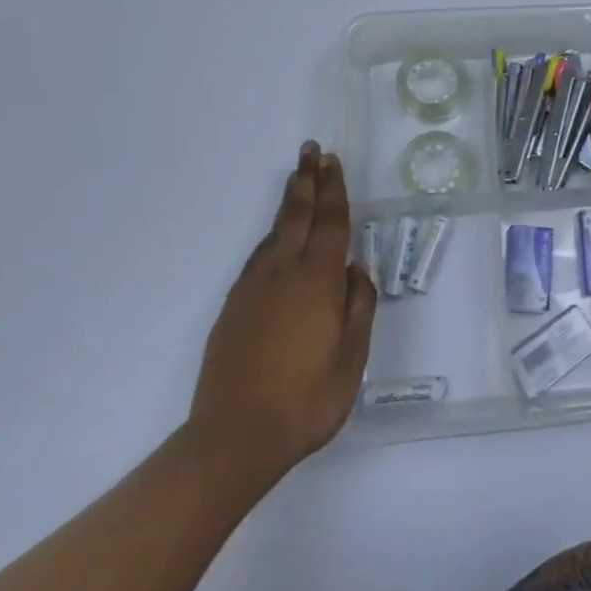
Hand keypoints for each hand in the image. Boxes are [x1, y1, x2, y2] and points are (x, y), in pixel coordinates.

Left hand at [184, 143, 375, 491]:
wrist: (232, 440)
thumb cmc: (305, 402)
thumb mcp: (351, 361)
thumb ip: (359, 308)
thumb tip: (356, 270)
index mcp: (318, 282)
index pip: (331, 223)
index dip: (333, 189)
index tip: (331, 160)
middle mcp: (284, 274)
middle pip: (298, 215)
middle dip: (306, 180)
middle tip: (309, 150)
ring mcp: (253, 289)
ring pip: (274, 233)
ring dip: (288, 203)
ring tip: (296, 182)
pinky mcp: (233, 309)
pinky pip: (257, 258)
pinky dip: (271, 237)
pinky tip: (274, 240)